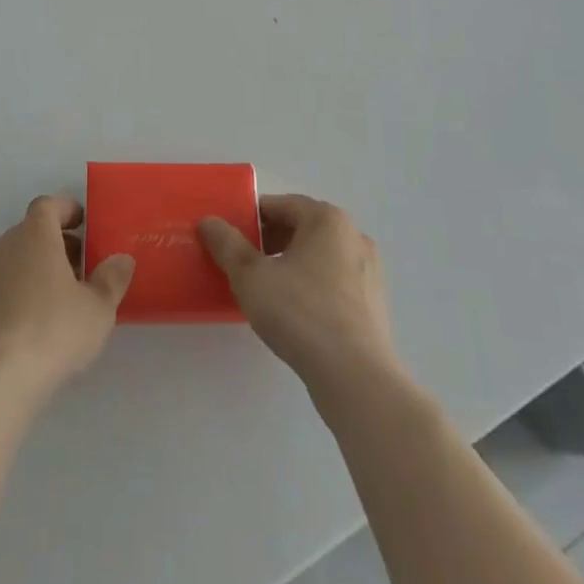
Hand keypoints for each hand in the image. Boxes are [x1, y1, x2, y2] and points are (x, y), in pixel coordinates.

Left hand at [0, 195, 134, 403]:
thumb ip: (112, 279)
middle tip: (78, 268)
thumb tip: (121, 259)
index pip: (48, 205)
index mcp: (34, 234)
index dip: (66, 210)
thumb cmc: (53, 332)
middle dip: (54, 244)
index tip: (83, 224)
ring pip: (11, 260)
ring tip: (54, 300)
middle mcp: (3, 245)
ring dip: (31, 269)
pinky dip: (12, 294)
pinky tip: (26, 325)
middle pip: (30, 232)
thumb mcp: (98, 309)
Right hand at [199, 195, 399, 395]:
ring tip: (266, 291)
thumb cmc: (301, 314)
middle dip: (270, 242)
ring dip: (291, 266)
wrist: (356, 378)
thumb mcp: (251, 276)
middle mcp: (354, 236)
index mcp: (327, 220)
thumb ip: (227, 244)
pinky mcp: (374, 304)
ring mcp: (369, 272)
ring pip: (319, 257)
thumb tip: (209, 221)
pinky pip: (334, 283)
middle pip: (302, 228)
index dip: (251, 219)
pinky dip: (312, 288)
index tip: (230, 239)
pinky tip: (294, 315)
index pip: (280, 205)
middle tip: (243, 265)